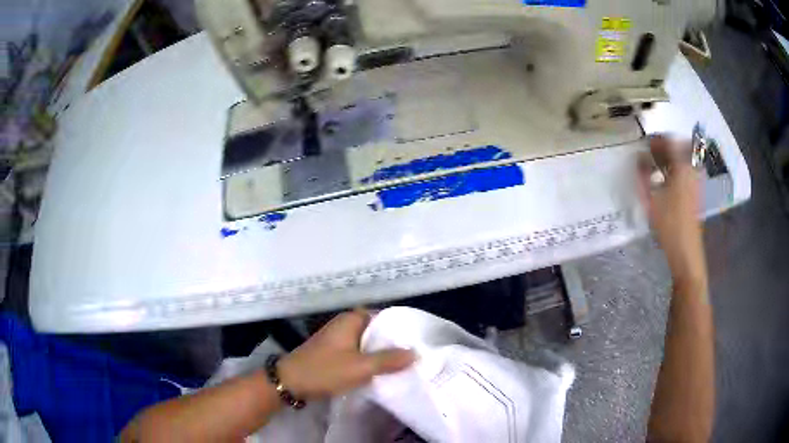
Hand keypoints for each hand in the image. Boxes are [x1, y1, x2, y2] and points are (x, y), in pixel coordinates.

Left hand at [277, 310, 414, 399]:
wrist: (290, 383)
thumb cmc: (325, 370)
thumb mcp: (360, 367)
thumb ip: (388, 360)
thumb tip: (415, 353)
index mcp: (351, 320)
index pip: (384, 316)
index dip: (401, 328)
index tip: (419, 340)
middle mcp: (345, 325)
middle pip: (377, 331)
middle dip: (394, 343)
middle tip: (416, 354)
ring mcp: (339, 339)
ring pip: (368, 344)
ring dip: (382, 354)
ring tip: (405, 364)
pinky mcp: (335, 353)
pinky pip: (359, 353)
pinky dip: (370, 360)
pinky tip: (382, 372)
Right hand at [637, 136, 706, 290]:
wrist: (687, 253)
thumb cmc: (669, 226)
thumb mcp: (651, 200)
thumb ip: (643, 175)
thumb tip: (638, 158)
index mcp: (682, 168)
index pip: (670, 140)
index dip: (656, 139)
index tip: (643, 143)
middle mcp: (692, 170)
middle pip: (679, 147)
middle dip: (663, 147)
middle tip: (650, 154)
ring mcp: (696, 182)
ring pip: (683, 159)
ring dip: (670, 158)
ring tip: (656, 166)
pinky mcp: (696, 193)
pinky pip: (686, 171)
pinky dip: (675, 169)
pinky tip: (665, 181)